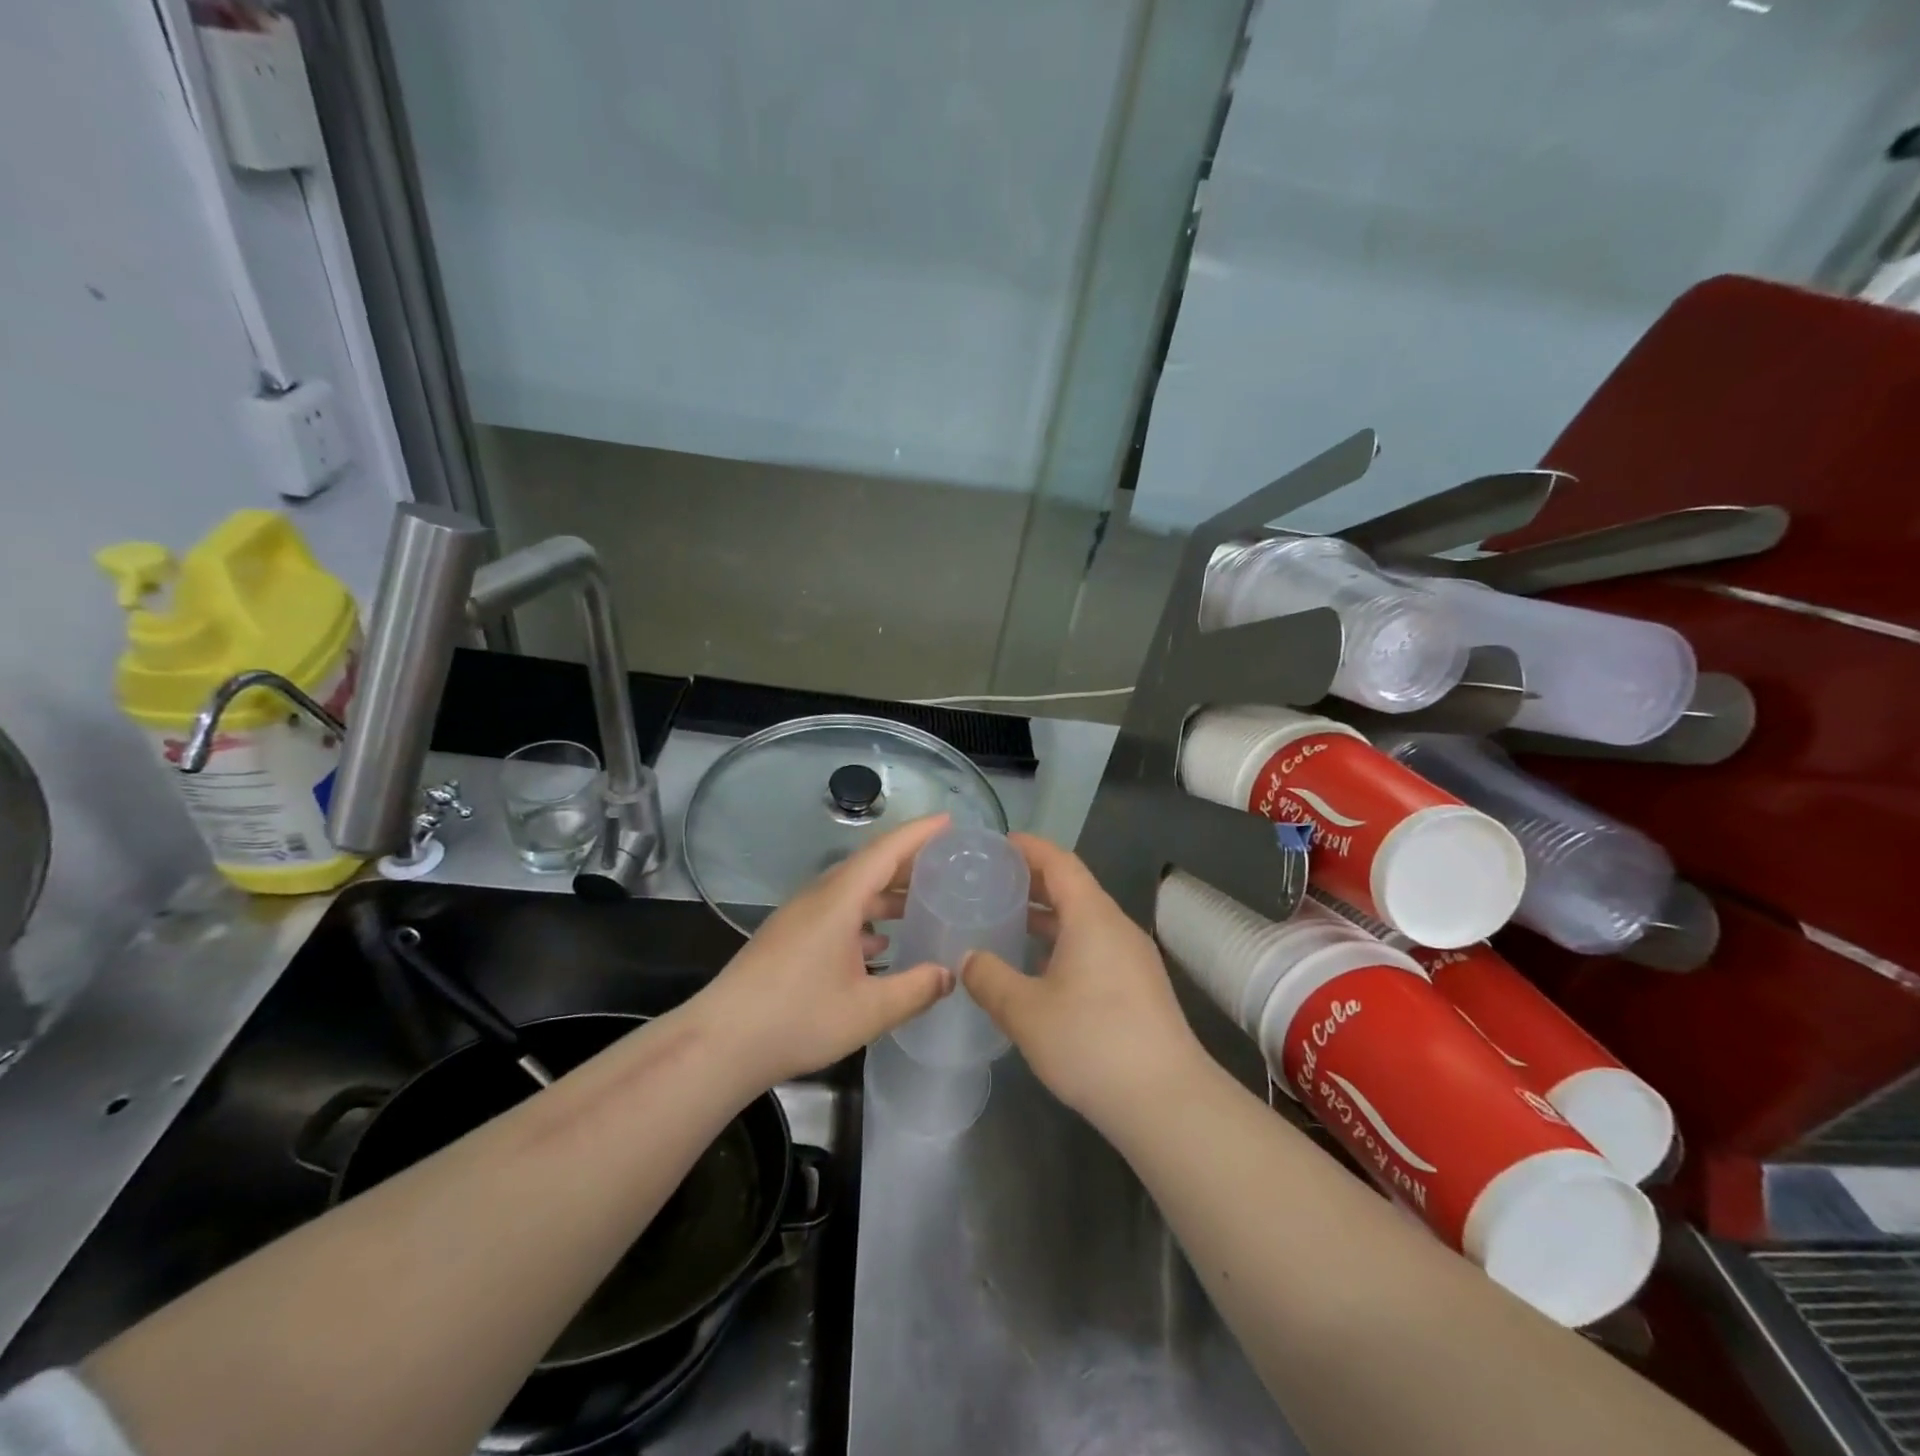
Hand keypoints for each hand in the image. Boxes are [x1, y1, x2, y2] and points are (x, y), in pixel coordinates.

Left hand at [697, 814, 955, 1087]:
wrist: (721, 1043)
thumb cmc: (797, 1018)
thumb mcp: (868, 1010)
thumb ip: (916, 989)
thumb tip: (951, 974)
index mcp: (838, 900)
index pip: (886, 851)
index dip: (919, 834)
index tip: (950, 822)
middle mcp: (819, 898)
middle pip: (870, 866)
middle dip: (909, 862)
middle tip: (948, 865)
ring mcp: (800, 917)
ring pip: (852, 891)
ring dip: (887, 893)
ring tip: (922, 904)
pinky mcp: (790, 938)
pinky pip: (837, 912)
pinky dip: (865, 918)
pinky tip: (881, 943)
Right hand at [963, 835, 1205, 1130]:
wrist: (1167, 1101)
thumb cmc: (1091, 1043)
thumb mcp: (1025, 1012)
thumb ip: (989, 979)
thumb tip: (967, 958)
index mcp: (1092, 916)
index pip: (1059, 862)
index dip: (1028, 848)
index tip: (995, 844)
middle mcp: (1116, 926)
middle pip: (1073, 887)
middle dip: (1032, 880)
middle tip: (990, 882)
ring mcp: (1133, 956)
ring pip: (1084, 918)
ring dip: (1047, 914)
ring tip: (1008, 920)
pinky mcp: (1140, 984)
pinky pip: (1095, 943)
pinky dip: (1064, 940)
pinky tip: (1040, 967)